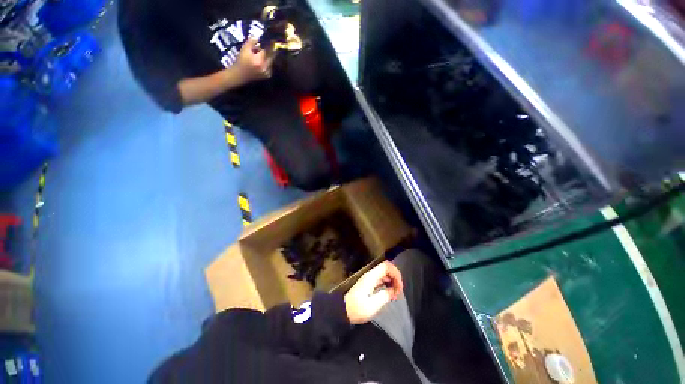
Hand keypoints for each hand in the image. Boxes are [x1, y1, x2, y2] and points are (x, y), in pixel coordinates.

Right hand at [235, 38, 274, 81]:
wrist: (240, 74)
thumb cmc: (241, 61)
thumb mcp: (244, 49)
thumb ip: (252, 42)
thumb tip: (258, 36)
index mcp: (259, 61)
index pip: (267, 50)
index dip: (270, 44)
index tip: (272, 40)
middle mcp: (265, 67)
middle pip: (272, 56)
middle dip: (271, 50)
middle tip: (272, 44)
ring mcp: (267, 72)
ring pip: (271, 61)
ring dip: (269, 56)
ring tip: (262, 54)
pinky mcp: (267, 75)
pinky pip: (271, 67)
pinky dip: (268, 63)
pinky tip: (263, 61)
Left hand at [344, 261, 403, 324]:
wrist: (342, 310)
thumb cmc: (357, 308)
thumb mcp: (373, 305)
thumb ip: (385, 295)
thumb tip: (394, 290)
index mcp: (371, 276)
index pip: (386, 266)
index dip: (396, 273)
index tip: (399, 287)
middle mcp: (370, 274)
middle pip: (386, 268)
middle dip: (395, 277)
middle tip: (398, 292)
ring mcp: (368, 278)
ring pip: (384, 273)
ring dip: (391, 281)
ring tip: (395, 294)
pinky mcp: (367, 283)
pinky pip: (380, 279)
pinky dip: (387, 284)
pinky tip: (389, 294)